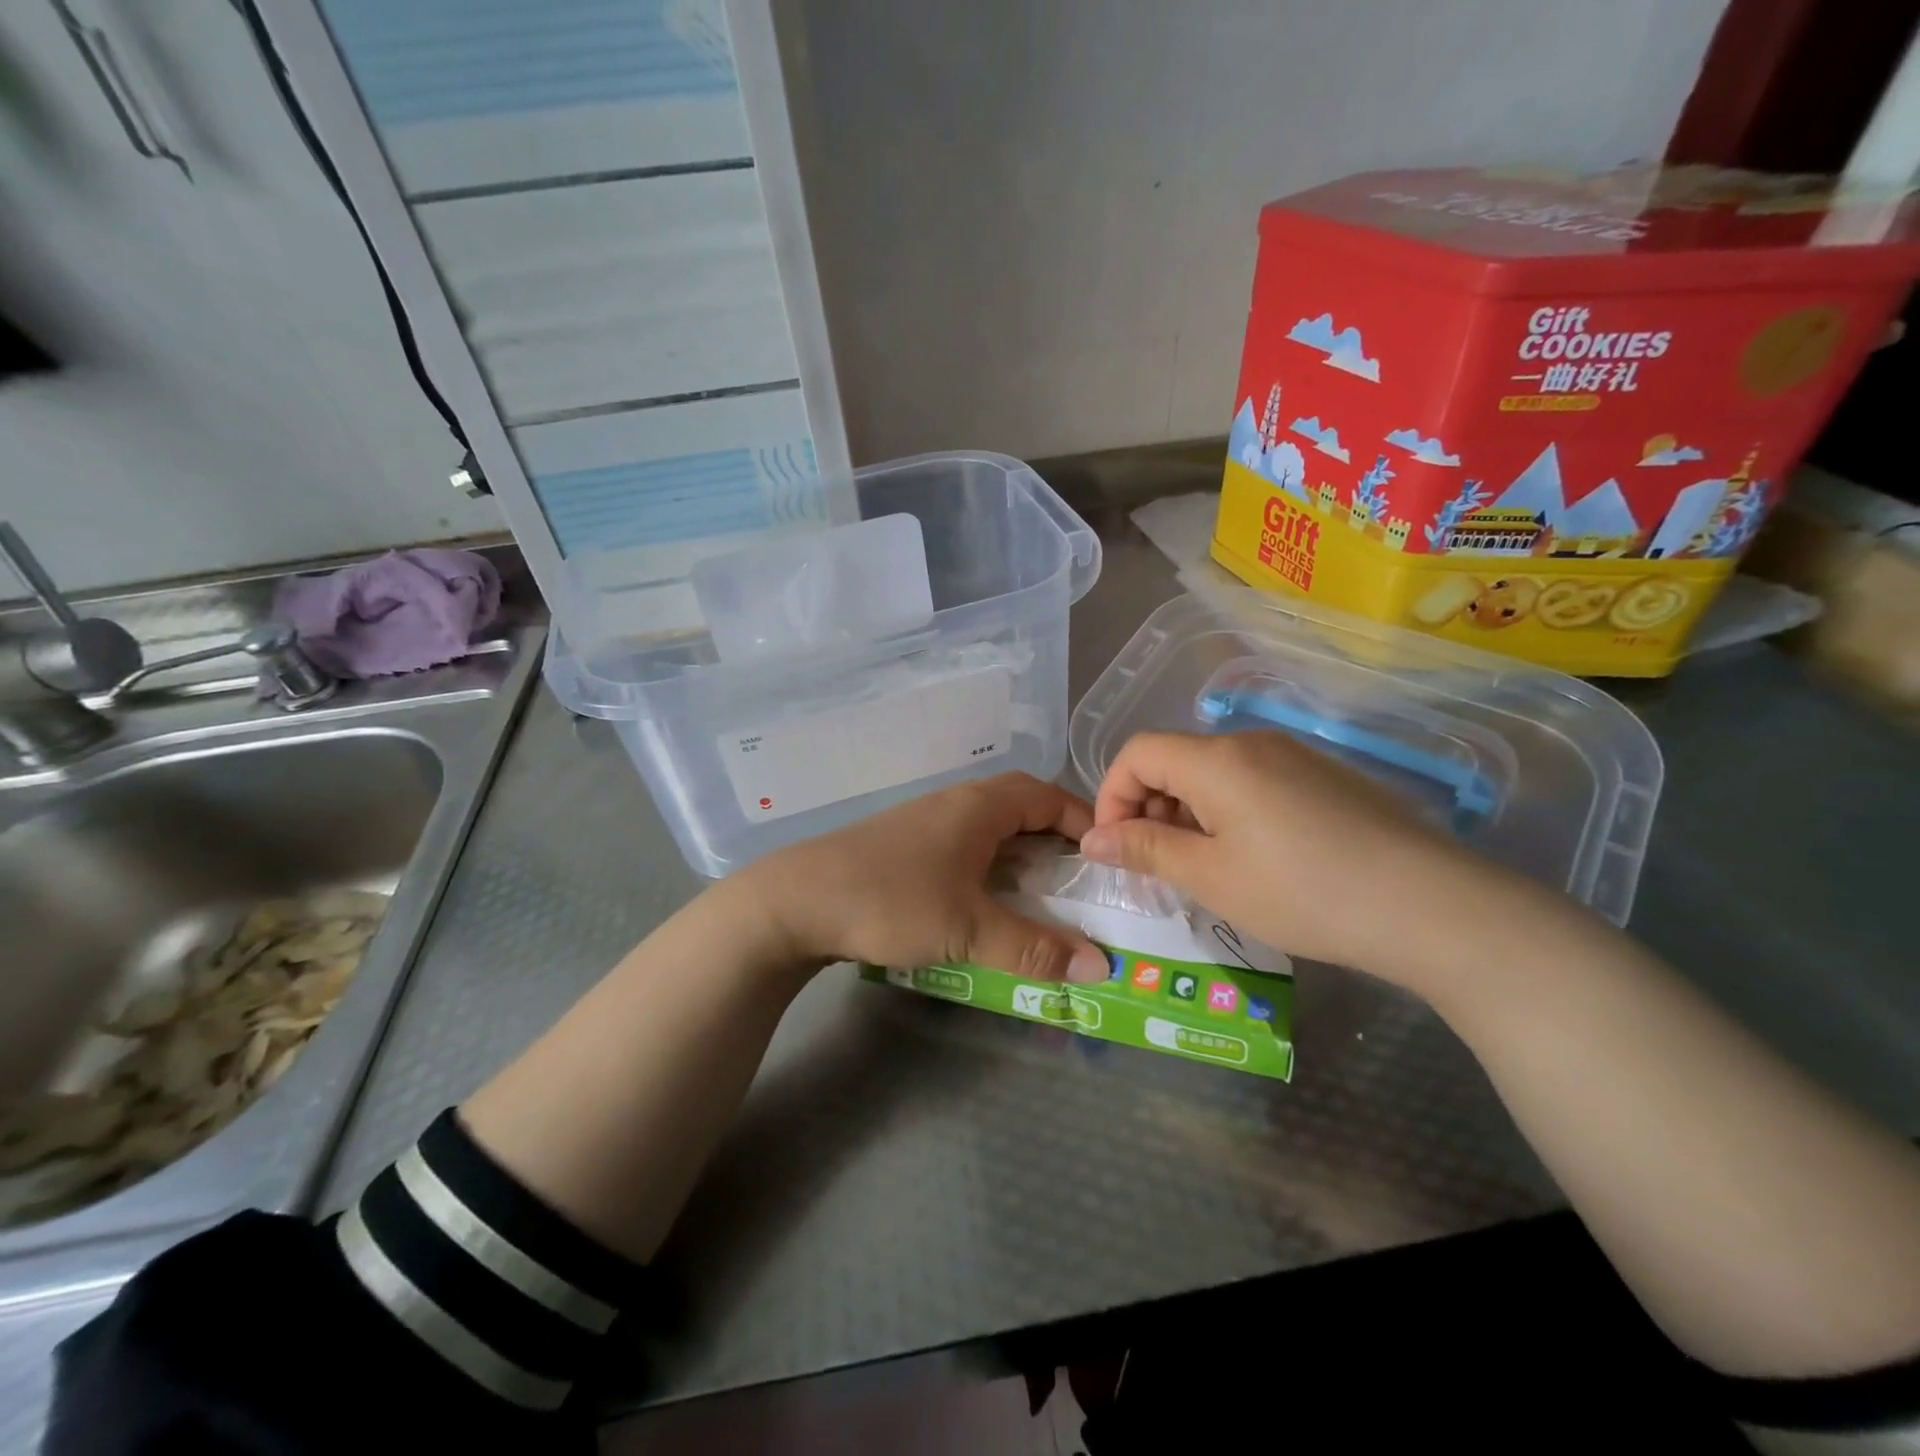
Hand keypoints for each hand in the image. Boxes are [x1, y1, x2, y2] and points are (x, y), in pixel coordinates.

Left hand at [742, 773, 1110, 982]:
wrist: (794, 901)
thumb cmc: (891, 901)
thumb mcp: (968, 930)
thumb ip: (1034, 948)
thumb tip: (1100, 967)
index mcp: (980, 806)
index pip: (1050, 796)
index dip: (1085, 823)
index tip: (1109, 860)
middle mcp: (956, 802)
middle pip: (1022, 809)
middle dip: (1056, 843)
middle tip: (1081, 885)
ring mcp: (926, 821)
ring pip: (990, 829)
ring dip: (1019, 857)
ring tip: (1041, 899)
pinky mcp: (903, 844)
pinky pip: (963, 846)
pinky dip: (987, 868)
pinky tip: (983, 903)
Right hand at [1078, 731, 1522, 985]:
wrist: (1431, 905)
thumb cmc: (1303, 892)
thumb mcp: (1211, 877)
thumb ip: (1145, 849)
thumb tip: (1093, 839)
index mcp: (1217, 759)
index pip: (1137, 752)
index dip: (1111, 795)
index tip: (1115, 847)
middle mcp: (1252, 743)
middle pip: (1175, 759)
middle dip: (1149, 808)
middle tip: (1158, 866)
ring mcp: (1294, 756)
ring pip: (1214, 773)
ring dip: (1189, 813)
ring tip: (1204, 869)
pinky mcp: (1324, 777)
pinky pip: (1253, 782)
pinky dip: (1228, 813)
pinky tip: (1254, 860)